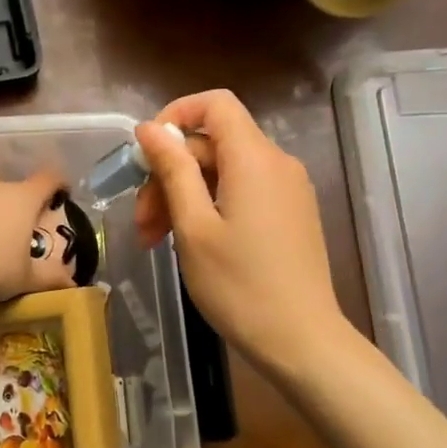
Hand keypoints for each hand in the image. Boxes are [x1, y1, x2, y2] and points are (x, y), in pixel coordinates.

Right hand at [134, 91, 353, 381]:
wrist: (303, 343)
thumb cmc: (239, 286)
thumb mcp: (193, 226)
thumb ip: (172, 169)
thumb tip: (148, 129)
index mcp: (254, 158)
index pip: (214, 104)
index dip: (175, 116)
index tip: (146, 154)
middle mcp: (277, 163)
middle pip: (212, 144)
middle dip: (169, 174)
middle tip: (142, 221)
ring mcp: (288, 190)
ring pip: (223, 171)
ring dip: (184, 196)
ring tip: (155, 240)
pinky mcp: (290, 215)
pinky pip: (242, 191)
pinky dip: (210, 206)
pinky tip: (189, 243)